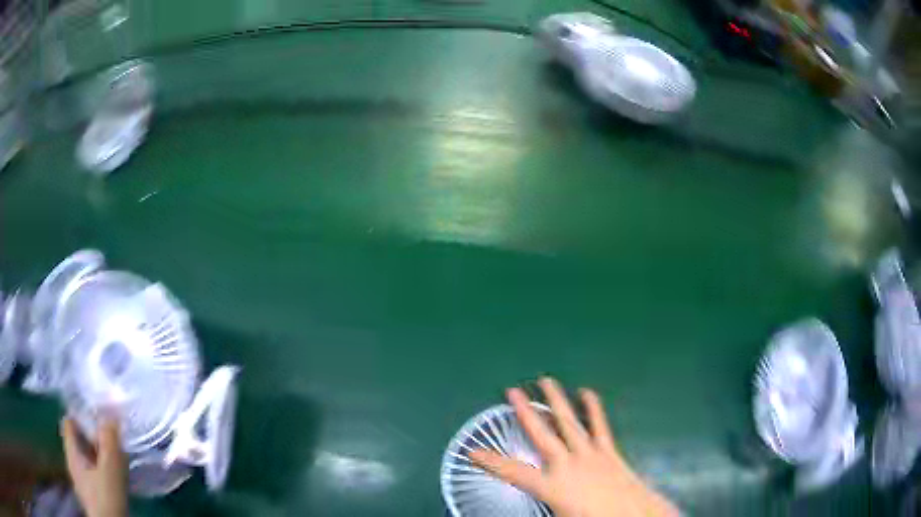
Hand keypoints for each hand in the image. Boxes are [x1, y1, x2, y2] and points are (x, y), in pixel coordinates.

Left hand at [61, 418, 127, 516]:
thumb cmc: (106, 497)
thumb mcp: (109, 468)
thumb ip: (109, 440)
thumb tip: (113, 410)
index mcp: (71, 452)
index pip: (70, 422)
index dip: (81, 414)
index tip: (98, 412)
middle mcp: (73, 463)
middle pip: (79, 440)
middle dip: (94, 435)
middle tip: (112, 433)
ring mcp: (83, 480)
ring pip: (88, 457)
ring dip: (100, 453)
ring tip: (117, 453)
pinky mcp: (93, 494)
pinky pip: (95, 472)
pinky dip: (103, 468)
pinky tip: (116, 474)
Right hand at [469, 378, 677, 516]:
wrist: (632, 515)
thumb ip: (544, 505)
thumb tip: (532, 500)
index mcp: (551, 486)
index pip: (512, 473)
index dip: (489, 462)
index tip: (471, 451)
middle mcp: (567, 464)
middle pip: (542, 434)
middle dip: (525, 412)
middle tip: (513, 391)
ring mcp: (589, 454)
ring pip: (568, 423)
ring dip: (556, 401)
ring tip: (546, 381)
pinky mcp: (607, 450)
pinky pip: (599, 425)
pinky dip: (593, 408)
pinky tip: (587, 392)